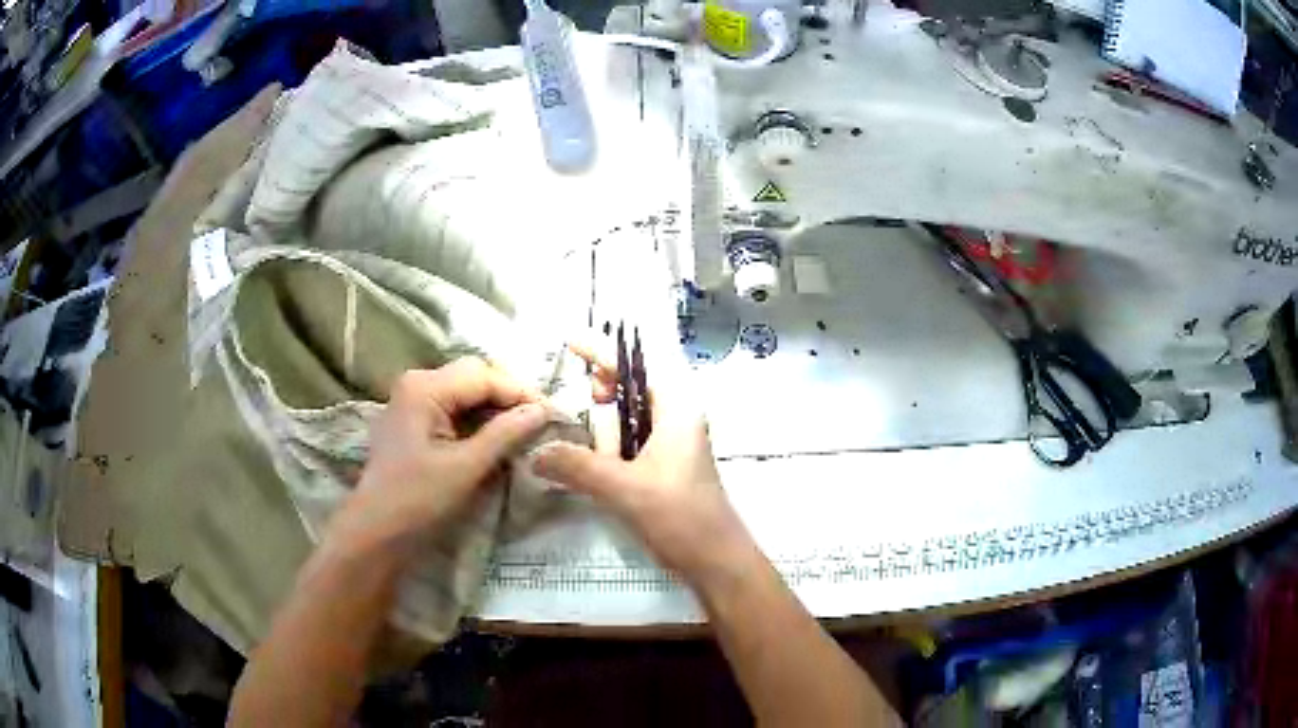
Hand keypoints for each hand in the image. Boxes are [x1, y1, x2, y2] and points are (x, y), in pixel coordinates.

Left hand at [335, 358, 550, 552]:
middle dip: (509, 396)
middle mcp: (417, 383)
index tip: (554, 414)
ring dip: (495, 408)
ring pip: (465, 392)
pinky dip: (477, 419)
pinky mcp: (414, 421)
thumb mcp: (466, 467)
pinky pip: (453, 408)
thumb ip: (505, 434)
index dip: (521, 392)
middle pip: (474, 376)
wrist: (375, 532)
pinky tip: (496, 437)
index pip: (484, 376)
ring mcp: (412, 401)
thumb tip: (543, 410)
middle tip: (540, 422)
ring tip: (524, 430)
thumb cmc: (417, 499)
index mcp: (425, 387)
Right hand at [532, 346, 755, 586]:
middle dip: (600, 394)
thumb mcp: (624, 488)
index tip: (572, 340)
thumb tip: (535, 454)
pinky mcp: (665, 470)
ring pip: (629, 422)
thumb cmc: (680, 516)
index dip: (604, 351)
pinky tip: (589, 461)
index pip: (636, 368)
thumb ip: (577, 467)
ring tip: (574, 437)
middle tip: (567, 400)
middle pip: (631, 391)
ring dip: (602, 428)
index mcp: (677, 410)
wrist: (716, 561)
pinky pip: (631, 446)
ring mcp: (672, 446)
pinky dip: (609, 448)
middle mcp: (677, 420)